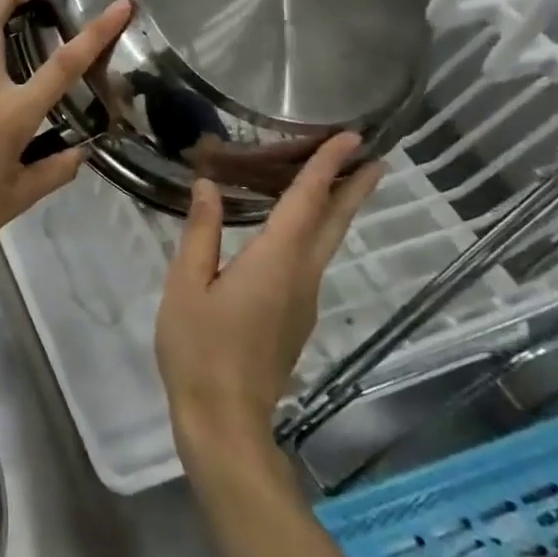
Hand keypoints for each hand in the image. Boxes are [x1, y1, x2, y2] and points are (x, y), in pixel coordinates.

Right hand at [155, 134, 383, 469]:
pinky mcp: (295, 318)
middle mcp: (301, 276)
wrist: (224, 420)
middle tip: (372, 154)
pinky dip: (315, 232)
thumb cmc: (198, 348)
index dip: (325, 166)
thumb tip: (208, 185)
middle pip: (335, 223)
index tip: (351, 136)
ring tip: (334, 179)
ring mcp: (303, 301)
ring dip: (336, 207)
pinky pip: (311, 261)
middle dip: (354, 186)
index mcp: (275, 262)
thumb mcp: (186, 284)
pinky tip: (294, 229)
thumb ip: (200, 232)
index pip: (306, 202)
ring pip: (327, 243)